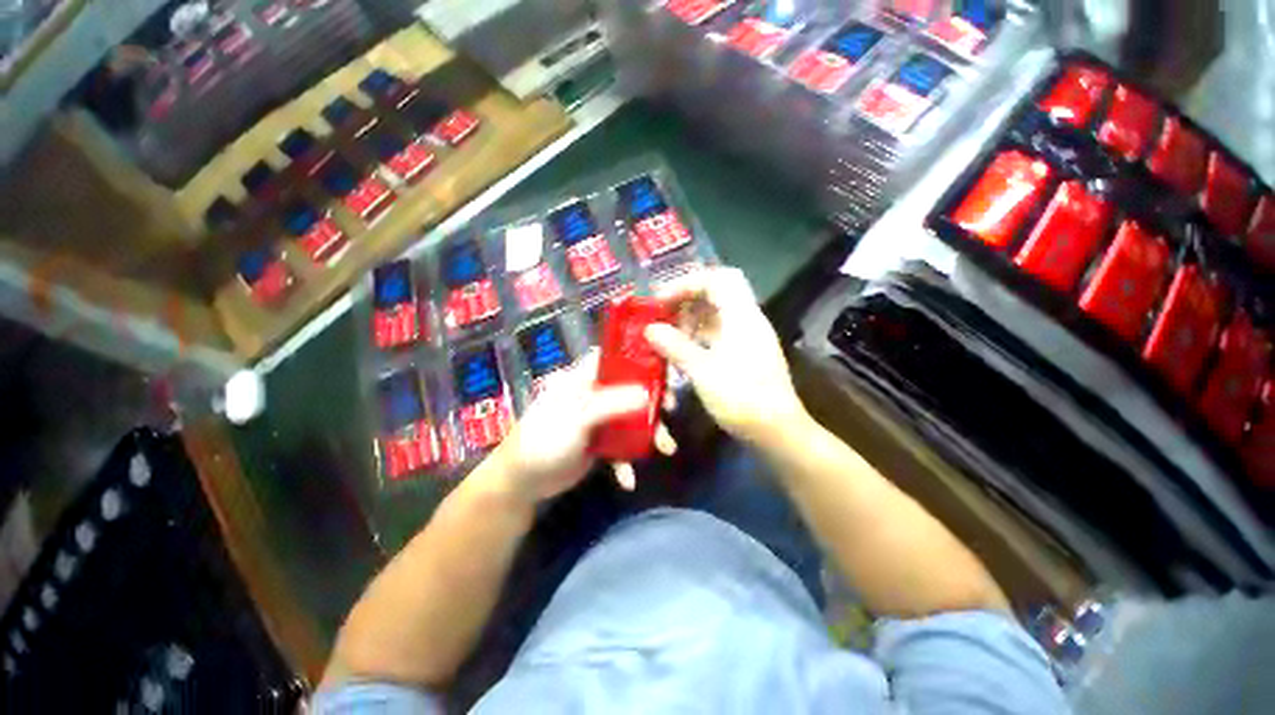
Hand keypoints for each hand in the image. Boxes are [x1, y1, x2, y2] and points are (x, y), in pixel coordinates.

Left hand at [487, 352, 670, 504]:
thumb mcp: (577, 417)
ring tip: (666, 448)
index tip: (663, 364)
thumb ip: (612, 403)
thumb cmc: (545, 439)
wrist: (522, 482)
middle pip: (629, 389)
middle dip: (651, 400)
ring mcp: (597, 420)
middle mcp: (593, 395)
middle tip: (670, 409)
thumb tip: (649, 393)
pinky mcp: (598, 444)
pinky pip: (620, 446)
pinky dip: (626, 461)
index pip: (613, 357)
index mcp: (583, 379)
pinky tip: (628, 480)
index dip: (637, 357)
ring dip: (648, 434)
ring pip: (630, 419)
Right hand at [645, 268, 806, 443]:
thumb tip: (650, 329)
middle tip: (661, 317)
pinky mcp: (745, 355)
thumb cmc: (741, 398)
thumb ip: (675, 346)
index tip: (662, 300)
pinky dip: (698, 337)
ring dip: (690, 321)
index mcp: (742, 316)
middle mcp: (747, 321)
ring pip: (716, 316)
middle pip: (716, 295)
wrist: (777, 432)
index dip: (688, 283)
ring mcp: (747, 338)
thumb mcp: (703, 371)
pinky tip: (682, 352)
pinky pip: (718, 335)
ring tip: (667, 336)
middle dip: (685, 302)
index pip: (718, 279)